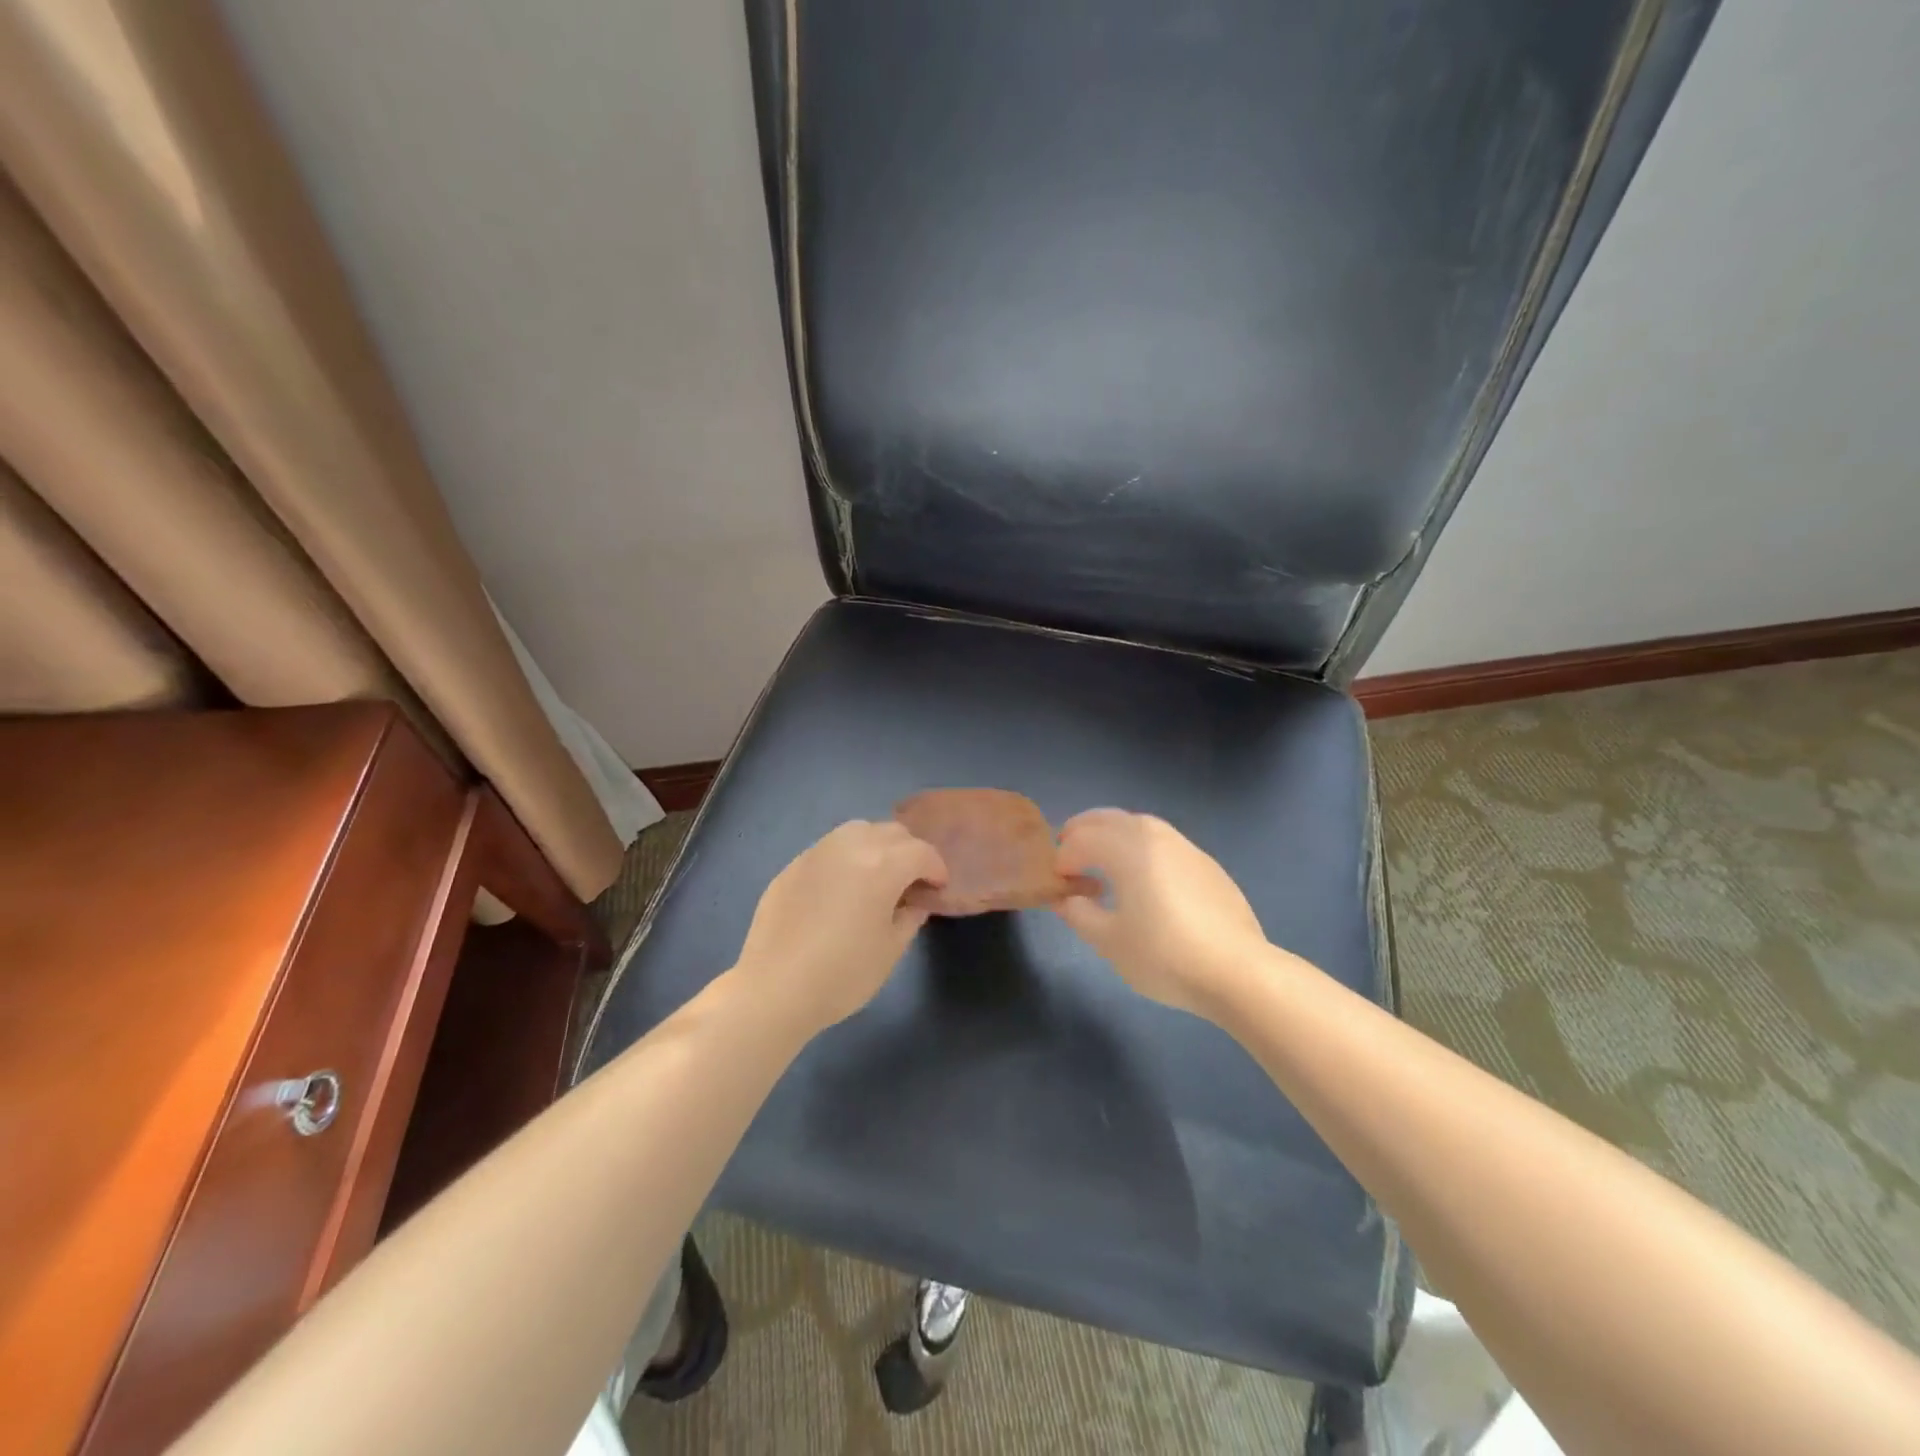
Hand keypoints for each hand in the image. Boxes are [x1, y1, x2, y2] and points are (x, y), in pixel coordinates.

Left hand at [734, 821, 947, 1033]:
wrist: (774, 989)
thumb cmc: (843, 974)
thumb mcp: (891, 950)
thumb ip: (909, 917)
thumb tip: (913, 902)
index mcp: (883, 865)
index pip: (921, 852)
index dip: (936, 869)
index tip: (937, 889)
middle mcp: (851, 846)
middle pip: (891, 831)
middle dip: (909, 851)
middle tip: (911, 882)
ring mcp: (818, 852)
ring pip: (858, 830)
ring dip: (876, 845)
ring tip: (876, 877)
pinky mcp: (793, 865)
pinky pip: (830, 848)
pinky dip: (846, 857)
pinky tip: (841, 888)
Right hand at [1053, 809, 1267, 1018]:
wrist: (1237, 972)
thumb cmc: (1164, 956)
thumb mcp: (1109, 941)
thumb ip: (1079, 913)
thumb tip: (1066, 898)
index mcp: (1127, 848)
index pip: (1081, 839)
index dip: (1062, 858)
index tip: (1057, 884)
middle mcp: (1155, 836)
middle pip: (1109, 818)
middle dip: (1082, 831)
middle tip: (1068, 854)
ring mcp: (1185, 846)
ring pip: (1138, 825)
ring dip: (1112, 834)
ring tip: (1102, 861)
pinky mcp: (1206, 863)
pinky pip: (1162, 841)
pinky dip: (1140, 847)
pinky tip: (1143, 878)